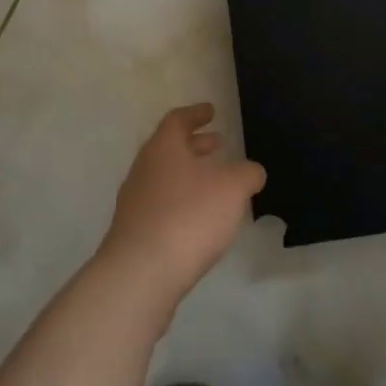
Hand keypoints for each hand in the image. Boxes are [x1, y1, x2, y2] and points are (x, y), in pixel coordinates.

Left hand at [96, 104, 265, 306]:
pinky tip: (200, 219)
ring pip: (165, 178)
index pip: (177, 120)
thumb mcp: (233, 188)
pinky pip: (162, 206)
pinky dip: (182, 202)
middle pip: (169, 149)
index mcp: (163, 148)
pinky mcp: (135, 234)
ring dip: (189, 175)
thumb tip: (251, 172)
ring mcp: (135, 203)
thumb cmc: (189, 216)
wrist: (141, 274)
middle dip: (195, 145)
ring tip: (214, 183)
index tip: (210, 111)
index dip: (196, 114)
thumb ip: (247, 174)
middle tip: (218, 143)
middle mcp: (144, 170)